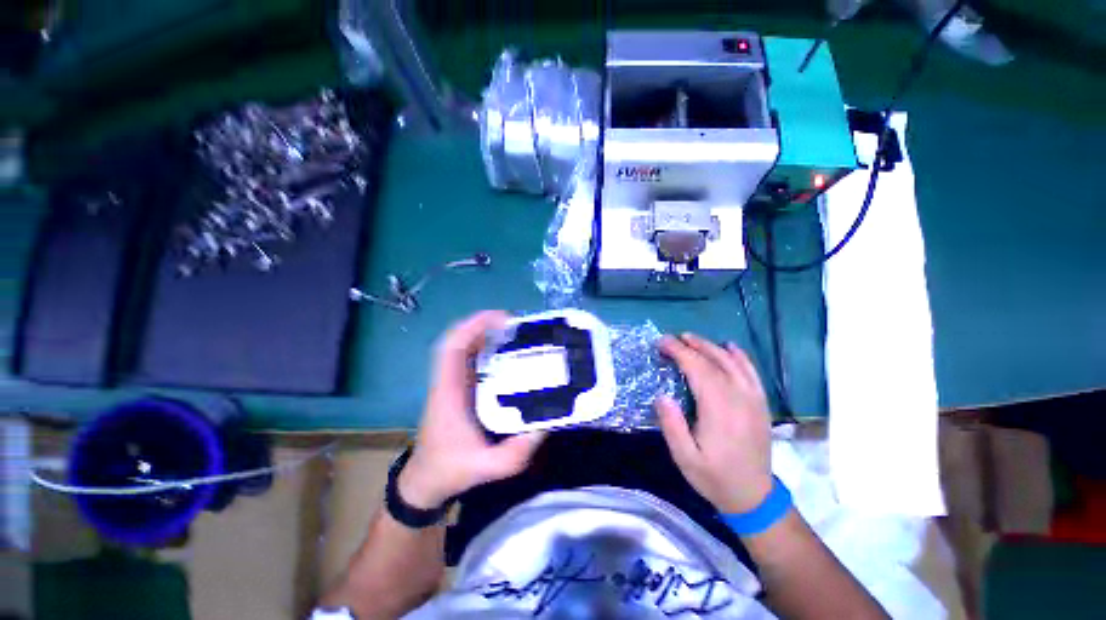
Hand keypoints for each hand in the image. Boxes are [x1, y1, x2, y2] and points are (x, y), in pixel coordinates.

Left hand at [399, 311, 545, 508]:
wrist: (426, 481)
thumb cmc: (451, 469)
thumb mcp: (488, 466)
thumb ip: (517, 451)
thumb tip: (546, 424)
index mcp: (449, 391)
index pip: (451, 347)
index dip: (473, 325)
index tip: (502, 319)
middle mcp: (449, 380)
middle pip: (460, 340)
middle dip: (486, 325)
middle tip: (518, 326)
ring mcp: (453, 383)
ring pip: (466, 348)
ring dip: (488, 336)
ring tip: (517, 335)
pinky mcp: (460, 388)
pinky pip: (471, 360)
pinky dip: (487, 350)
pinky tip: (509, 355)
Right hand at [655, 333, 772, 514]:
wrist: (754, 497)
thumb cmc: (715, 477)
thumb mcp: (685, 458)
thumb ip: (672, 425)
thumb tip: (662, 395)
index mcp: (718, 408)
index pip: (697, 369)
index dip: (679, 352)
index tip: (662, 343)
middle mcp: (738, 397)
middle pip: (714, 361)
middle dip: (691, 346)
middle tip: (672, 338)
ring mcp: (753, 399)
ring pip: (732, 362)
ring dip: (711, 346)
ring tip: (692, 338)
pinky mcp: (761, 403)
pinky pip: (751, 372)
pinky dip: (740, 356)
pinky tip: (730, 347)